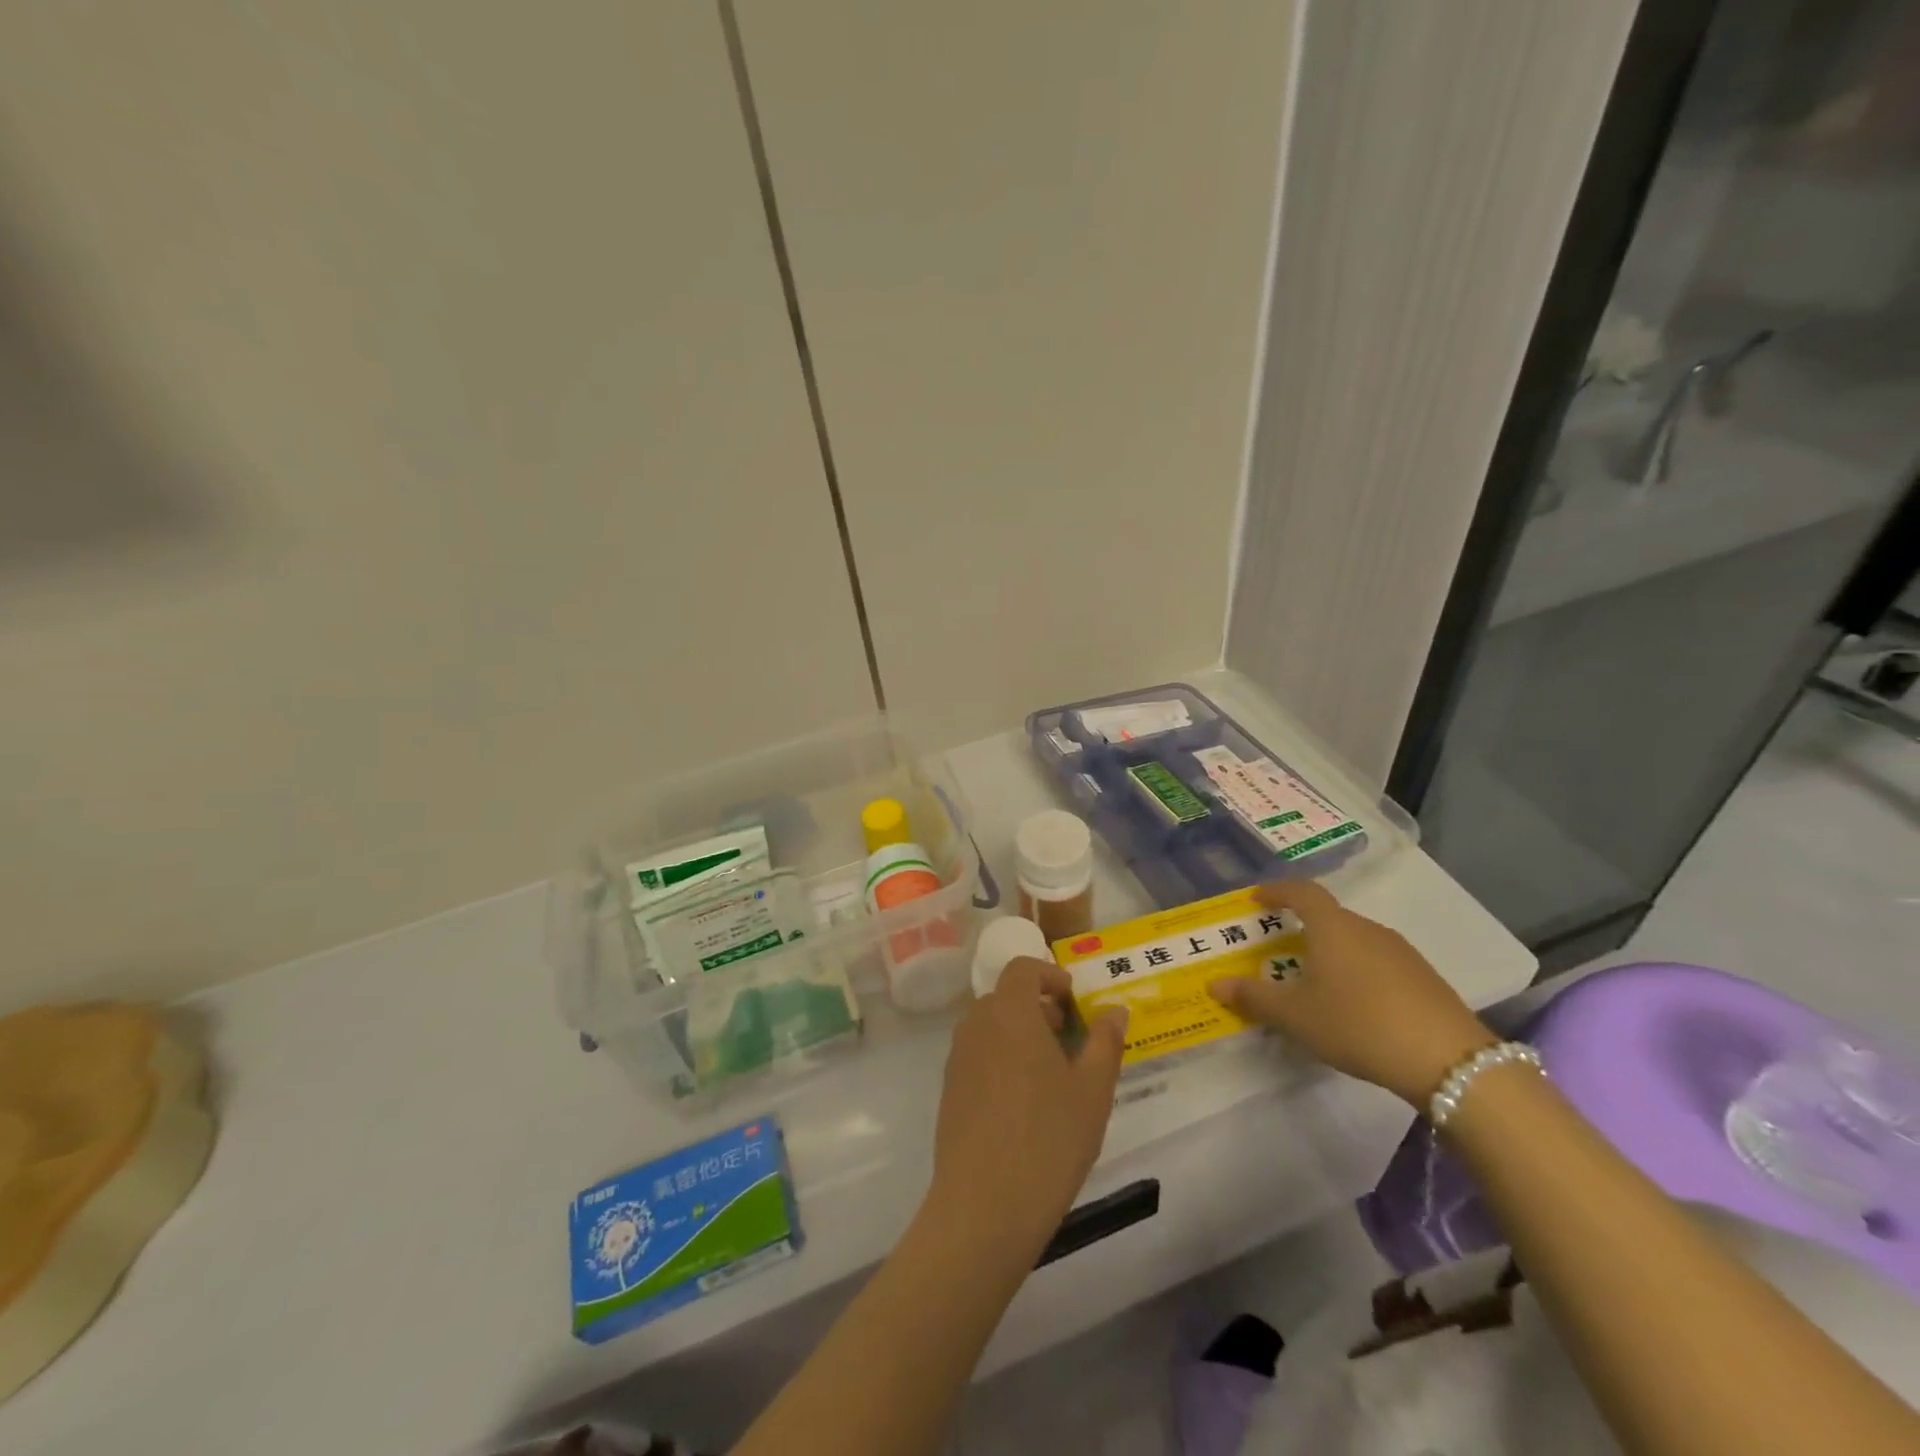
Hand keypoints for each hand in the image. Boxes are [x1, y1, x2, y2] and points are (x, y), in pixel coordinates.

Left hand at [927, 956, 1127, 1253]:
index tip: (1073, 999)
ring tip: (1052, 1074)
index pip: (1022, 968)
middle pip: (1005, 997)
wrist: (984, 1205)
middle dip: (1038, 1007)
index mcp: (1010, 1012)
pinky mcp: (949, 1091)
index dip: (1049, 974)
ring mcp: (957, 1058)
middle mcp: (977, 1025)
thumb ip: (1105, 1041)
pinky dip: (1001, 1060)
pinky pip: (978, 1056)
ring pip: (990, 1028)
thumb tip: (1114, 1009)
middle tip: (1069, 1038)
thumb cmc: (1049, 1138)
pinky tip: (1024, 1104)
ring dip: (1019, 1034)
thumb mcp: (1093, 1090)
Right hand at [1209, 881, 1494, 1105]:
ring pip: (1355, 940)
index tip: (1256, 898)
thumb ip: (1254, 997)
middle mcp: (1367, 928)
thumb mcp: (1296, 1016)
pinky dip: (1358, 971)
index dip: (1277, 891)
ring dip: (1331, 951)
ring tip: (1315, 980)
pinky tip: (1355, 1004)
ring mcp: (1401, 952)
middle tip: (1279, 949)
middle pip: (1329, 916)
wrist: (1449, 1061)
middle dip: (1301, 927)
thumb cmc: (1358, 1024)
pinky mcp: (1424, 978)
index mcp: (1332, 927)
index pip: (1301, 892)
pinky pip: (1378, 962)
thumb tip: (1215, 983)